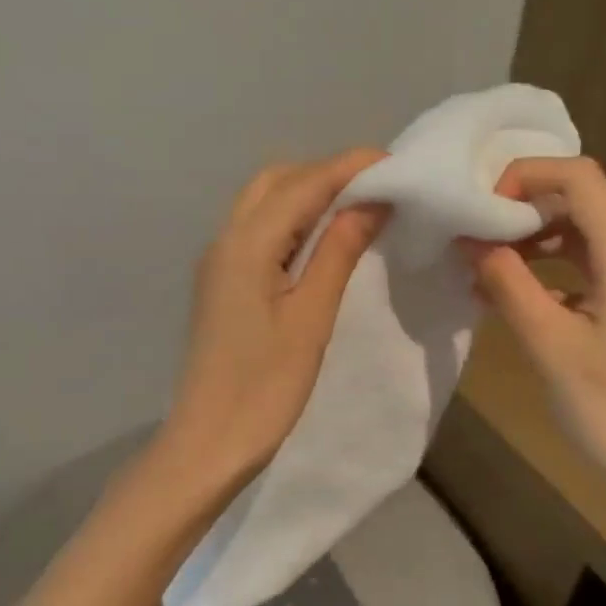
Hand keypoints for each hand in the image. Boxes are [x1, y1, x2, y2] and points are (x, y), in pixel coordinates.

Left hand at [159, 149, 388, 496]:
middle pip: (277, 181)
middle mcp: (225, 239)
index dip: (350, 167)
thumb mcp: (311, 317)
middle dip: (327, 175)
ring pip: (264, 203)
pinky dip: (291, 221)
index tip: (397, 164)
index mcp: (246, 244)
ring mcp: (218, 261)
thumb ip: (338, 252)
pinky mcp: (221, 282)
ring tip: (357, 212)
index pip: (304, 183)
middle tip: (377, 191)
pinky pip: (257, 230)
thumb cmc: (265, 387)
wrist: (208, 442)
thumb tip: (371, 200)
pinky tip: (322, 242)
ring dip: (308, 195)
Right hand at [465, 157, 605, 527]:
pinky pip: (595, 261)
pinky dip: (555, 262)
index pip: (580, 178)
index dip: (526, 176)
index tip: (482, 209)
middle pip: (587, 196)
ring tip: (490, 259)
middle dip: (527, 203)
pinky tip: (519, 290)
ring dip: (538, 233)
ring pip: (589, 228)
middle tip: (478, 229)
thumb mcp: (549, 345)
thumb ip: (506, 283)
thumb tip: (470, 239)